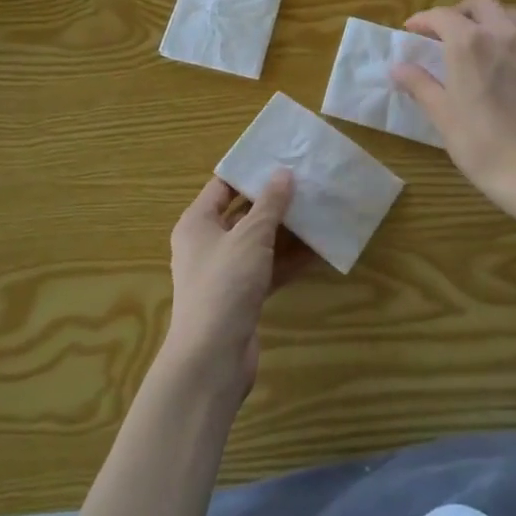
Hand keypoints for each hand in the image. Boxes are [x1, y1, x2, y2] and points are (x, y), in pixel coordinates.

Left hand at [162, 171, 306, 399]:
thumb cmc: (225, 284)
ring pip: (259, 243)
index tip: (280, 158)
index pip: (222, 186)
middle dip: (273, 201)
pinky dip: (288, 261)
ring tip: (318, 211)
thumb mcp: (250, 237)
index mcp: (197, 223)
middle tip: (306, 183)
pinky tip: (318, 251)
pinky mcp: (241, 296)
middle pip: (243, 214)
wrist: (212, 357)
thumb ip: (269, 205)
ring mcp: (225, 272)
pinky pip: (268, 269)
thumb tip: (283, 174)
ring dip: (286, 232)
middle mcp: (207, 244)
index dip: (250, 172)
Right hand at [392, 0, 515, 216]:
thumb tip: (398, 68)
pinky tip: (504, 69)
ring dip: (488, 21)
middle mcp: (503, 35)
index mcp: (470, 44)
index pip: (442, 16)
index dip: (423, 20)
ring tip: (477, 44)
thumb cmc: (481, 144)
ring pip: (509, 16)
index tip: (412, 31)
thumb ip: (420, 84)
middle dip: (459, 12)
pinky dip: (510, 42)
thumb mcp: (442, 115)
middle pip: (480, 5)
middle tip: (445, 34)